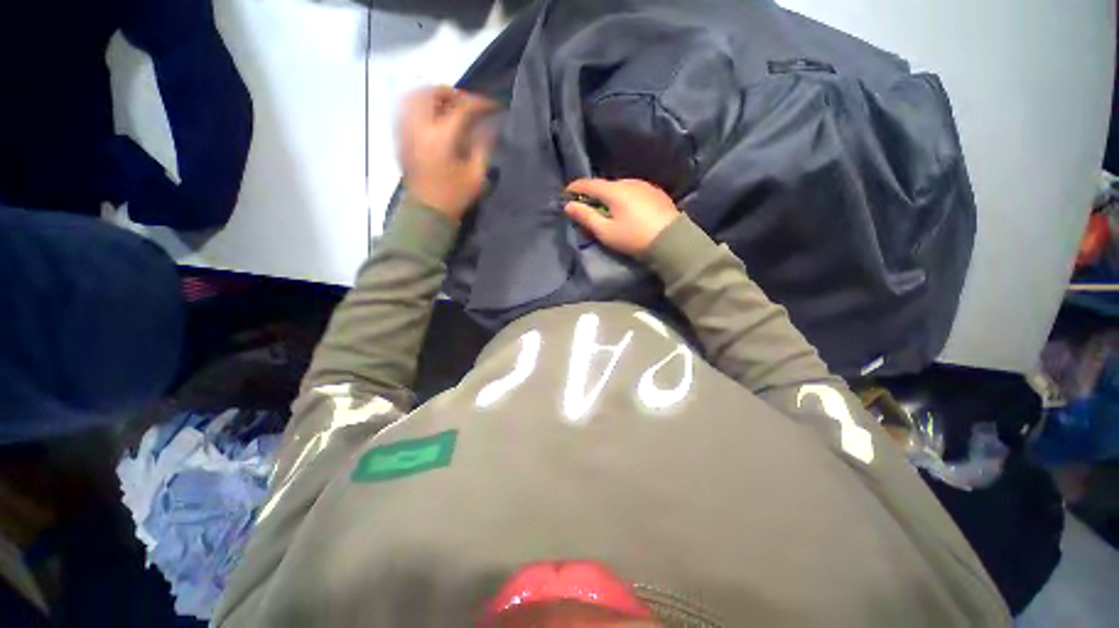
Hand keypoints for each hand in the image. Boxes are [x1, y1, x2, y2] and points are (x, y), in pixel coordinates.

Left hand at [397, 86, 498, 219]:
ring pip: (412, 97)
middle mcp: (419, 128)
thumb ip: (483, 147)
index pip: (461, 108)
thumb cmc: (454, 196)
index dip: (479, 103)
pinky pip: (404, 110)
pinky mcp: (399, 138)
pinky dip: (419, 105)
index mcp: (441, 138)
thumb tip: (489, 127)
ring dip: (432, 96)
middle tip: (466, 103)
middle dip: (451, 92)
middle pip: (430, 92)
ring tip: (448, 107)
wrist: (427, 212)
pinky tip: (432, 117)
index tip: (493, 106)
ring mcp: (405, 132)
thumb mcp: (476, 176)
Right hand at [564, 178, 680, 255]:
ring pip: (619, 188)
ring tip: (607, 211)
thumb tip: (568, 206)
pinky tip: (626, 211)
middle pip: (604, 185)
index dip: (574, 188)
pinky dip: (624, 198)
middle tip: (586, 209)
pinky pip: (633, 191)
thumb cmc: (633, 237)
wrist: (671, 240)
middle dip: (593, 195)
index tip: (565, 195)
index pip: (588, 183)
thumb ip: (586, 217)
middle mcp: (628, 181)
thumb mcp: (606, 231)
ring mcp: (644, 185)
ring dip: (609, 197)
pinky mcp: (655, 192)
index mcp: (614, 190)